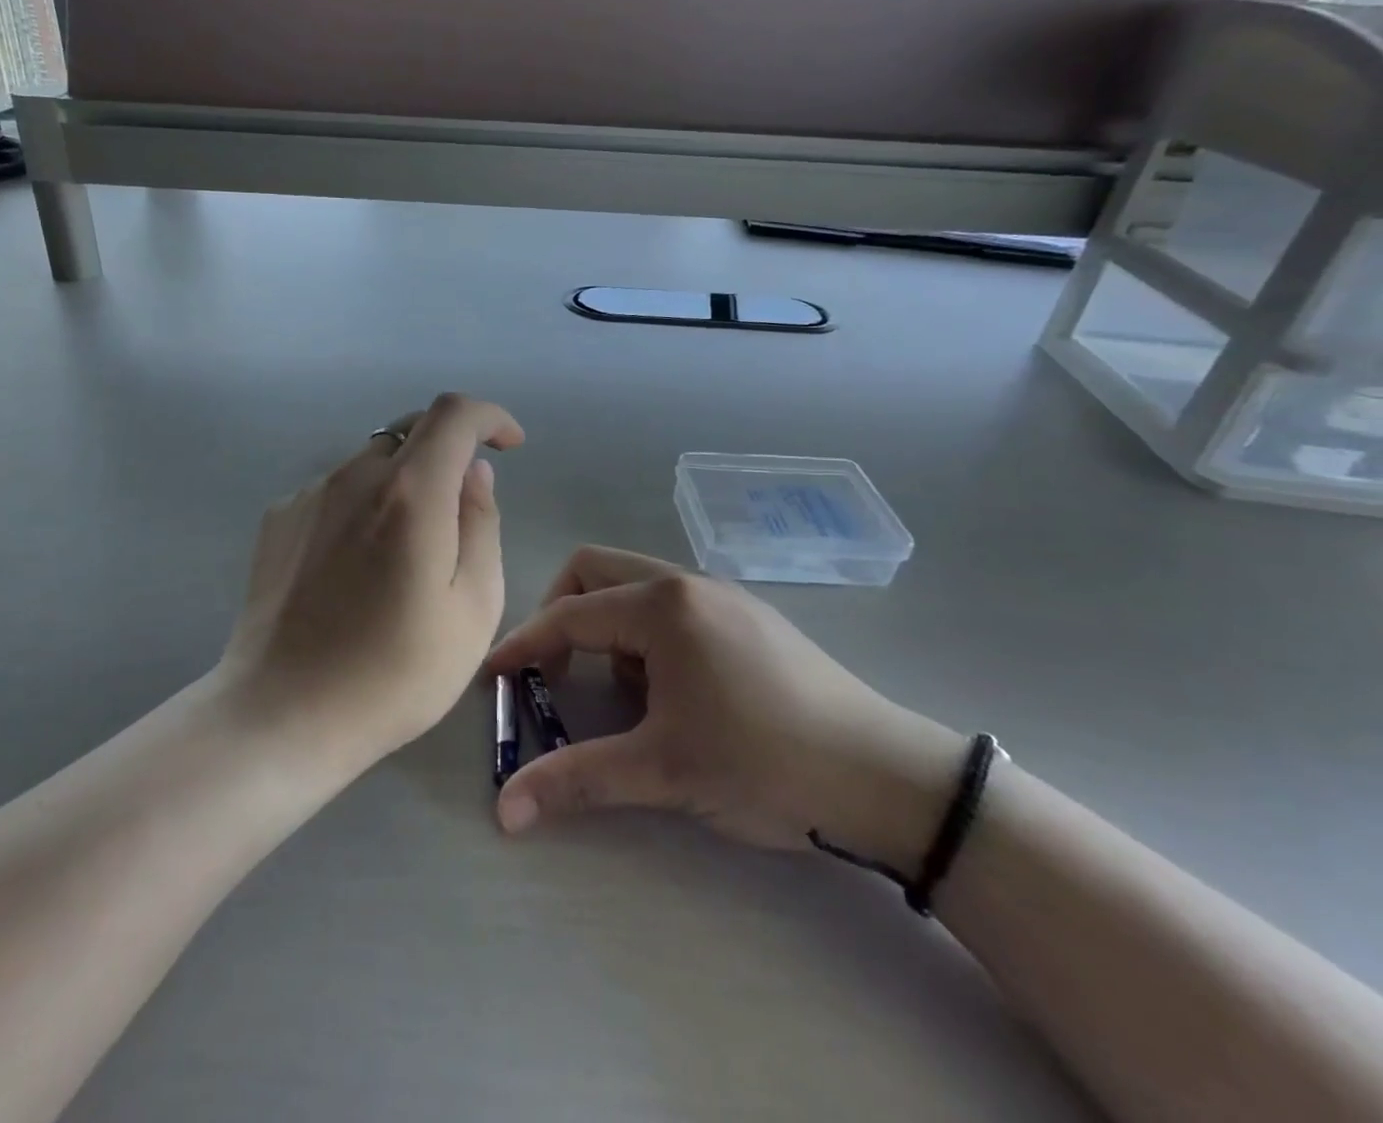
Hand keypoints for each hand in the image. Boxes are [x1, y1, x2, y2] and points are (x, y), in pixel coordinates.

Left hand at [219, 393, 525, 772]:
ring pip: (372, 462)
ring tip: (403, 555)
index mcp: (410, 493)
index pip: (454, 414)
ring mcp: (309, 495)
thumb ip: (480, 524)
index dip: (490, 416)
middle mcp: (354, 476)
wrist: (282, 714)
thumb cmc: (394, 673)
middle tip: (460, 508)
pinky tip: (355, 568)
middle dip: (448, 450)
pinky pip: (335, 491)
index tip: (509, 445)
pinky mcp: (278, 519)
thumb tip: (473, 472)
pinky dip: (362, 505)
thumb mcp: (472, 608)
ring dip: (403, 483)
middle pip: (410, 430)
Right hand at [483, 547, 963, 868]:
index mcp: (661, 607)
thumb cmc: (764, 764)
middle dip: (561, 613)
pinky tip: (670, 692)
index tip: (493, 676)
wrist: (888, 779)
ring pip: (634, 586)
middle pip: (594, 571)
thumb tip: (504, 811)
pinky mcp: (747, 616)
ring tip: (622, 694)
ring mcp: (721, 595)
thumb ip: (577, 780)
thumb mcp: (663, 771)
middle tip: (554, 670)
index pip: (569, 615)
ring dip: (607, 626)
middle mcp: (686, 583)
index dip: (524, 646)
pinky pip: (670, 605)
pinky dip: (645, 635)